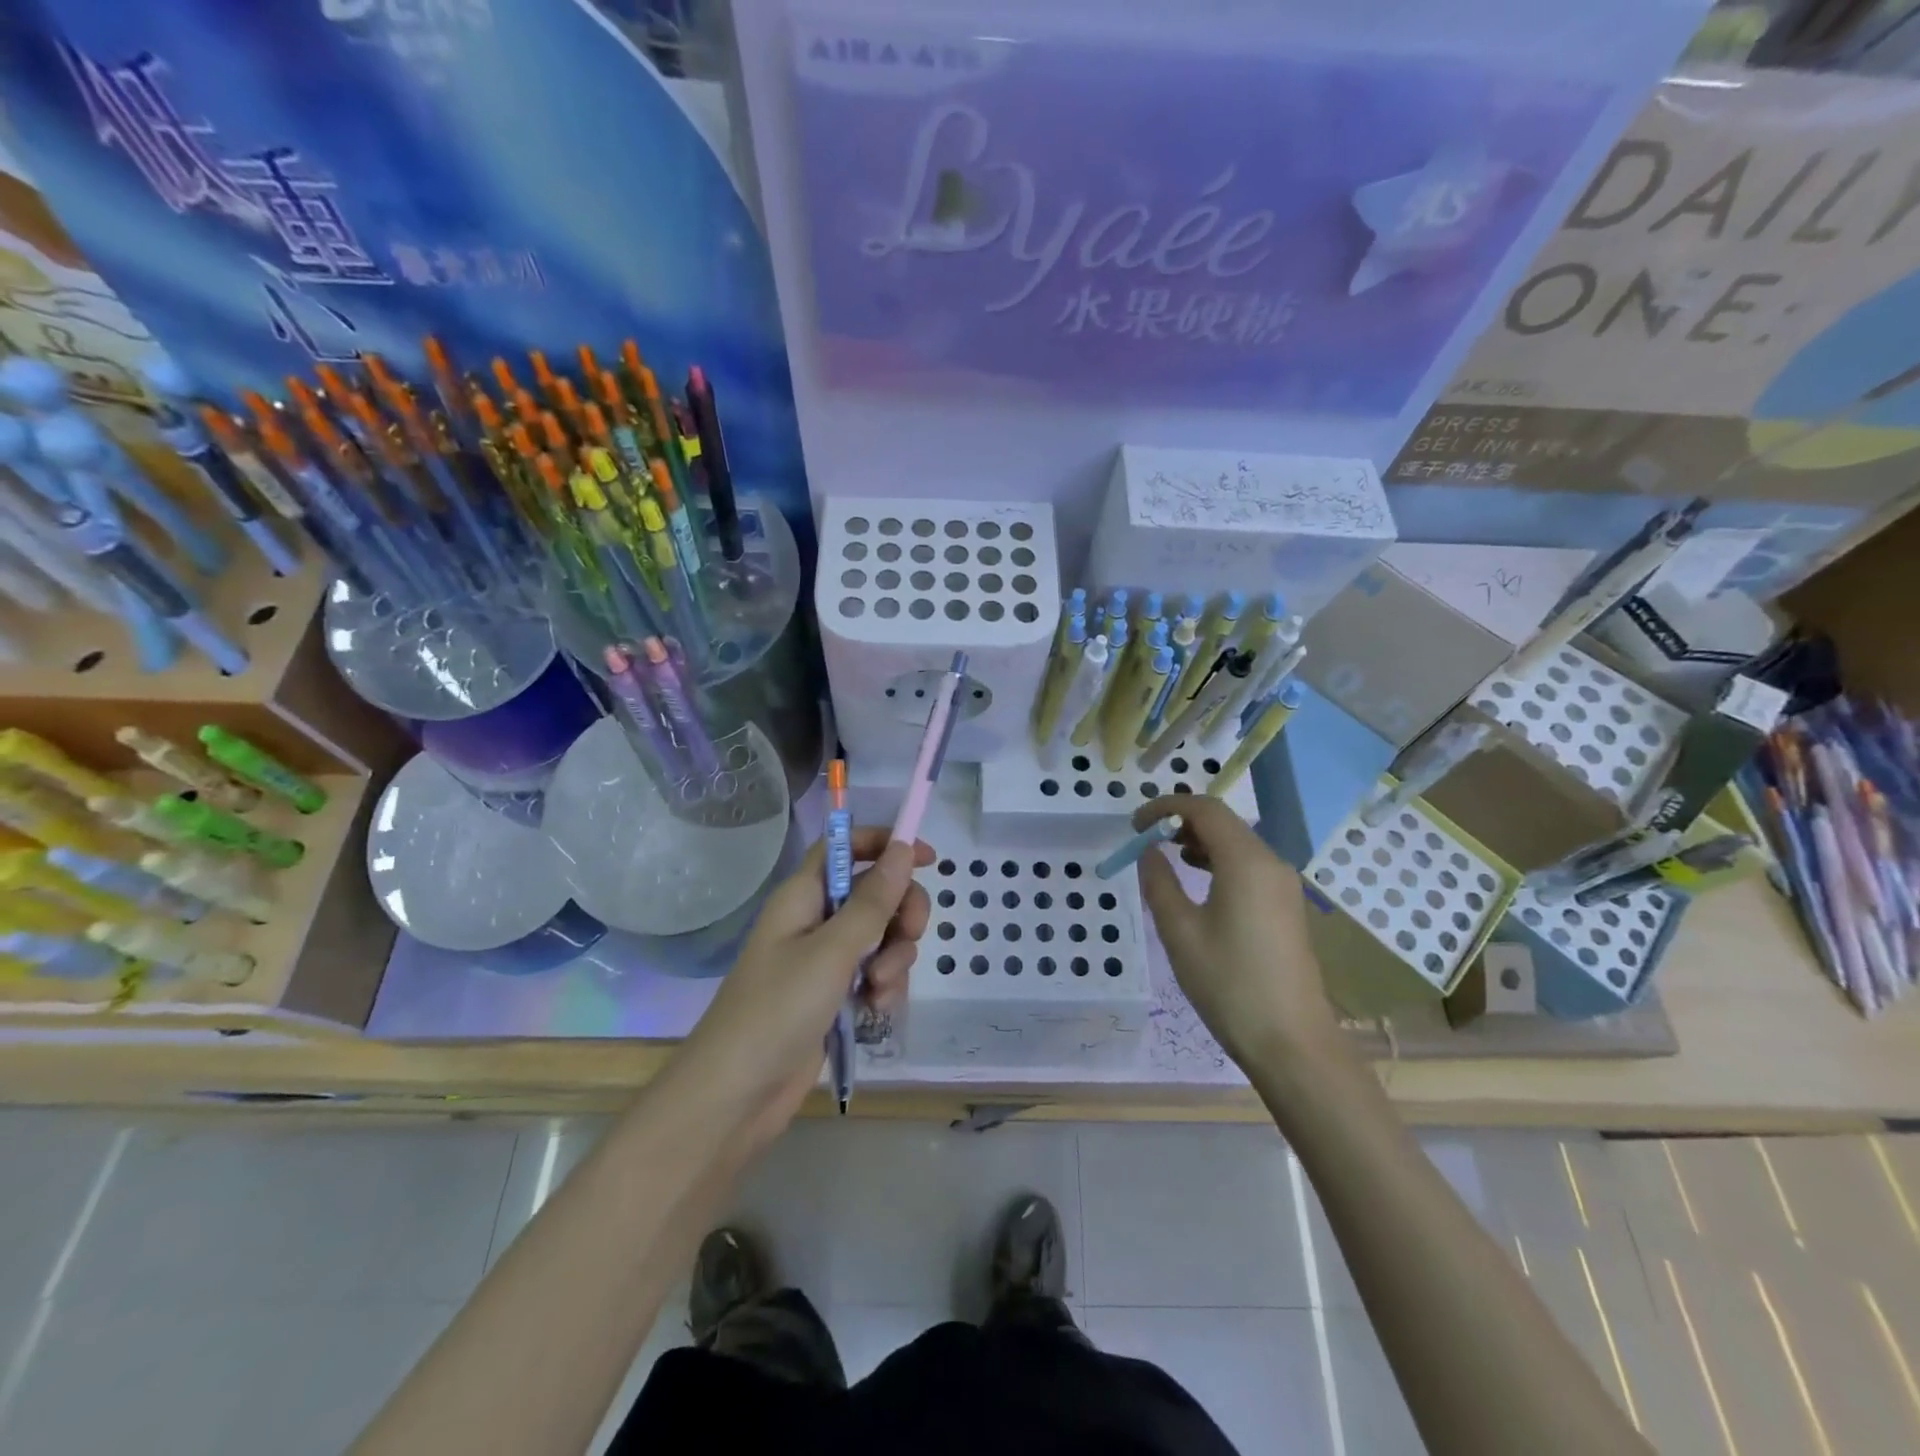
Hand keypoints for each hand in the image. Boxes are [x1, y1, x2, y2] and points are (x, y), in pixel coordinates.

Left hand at [678, 829, 932, 1139]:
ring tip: (877, 989)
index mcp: (804, 896)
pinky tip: (874, 1010)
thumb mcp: (832, 951)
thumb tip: (903, 848)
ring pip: (881, 936)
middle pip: (875, 893)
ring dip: (893, 958)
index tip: (927, 858)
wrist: (736, 1095)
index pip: (846, 847)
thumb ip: (873, 901)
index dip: (885, 844)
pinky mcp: (834, 995)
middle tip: (910, 934)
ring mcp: (824, 960)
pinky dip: (882, 986)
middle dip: (901, 912)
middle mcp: (815, 920)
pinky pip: (874, 973)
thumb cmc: (778, 1009)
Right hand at [1134, 795, 1340, 1066]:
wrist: (1291, 1042)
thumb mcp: (1180, 932)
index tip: (1134, 824)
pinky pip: (1249, 865)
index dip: (1165, 807)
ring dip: (1199, 840)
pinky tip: (1197, 881)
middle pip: (1224, 822)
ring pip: (1237, 843)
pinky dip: (1218, 860)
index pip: (1204, 809)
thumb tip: (1149, 852)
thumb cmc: (1229, 984)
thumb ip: (1159, 883)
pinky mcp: (1286, 906)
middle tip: (1145, 840)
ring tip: (1166, 857)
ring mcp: (1283, 885)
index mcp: (1246, 861)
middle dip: (1181, 821)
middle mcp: (1270, 863)